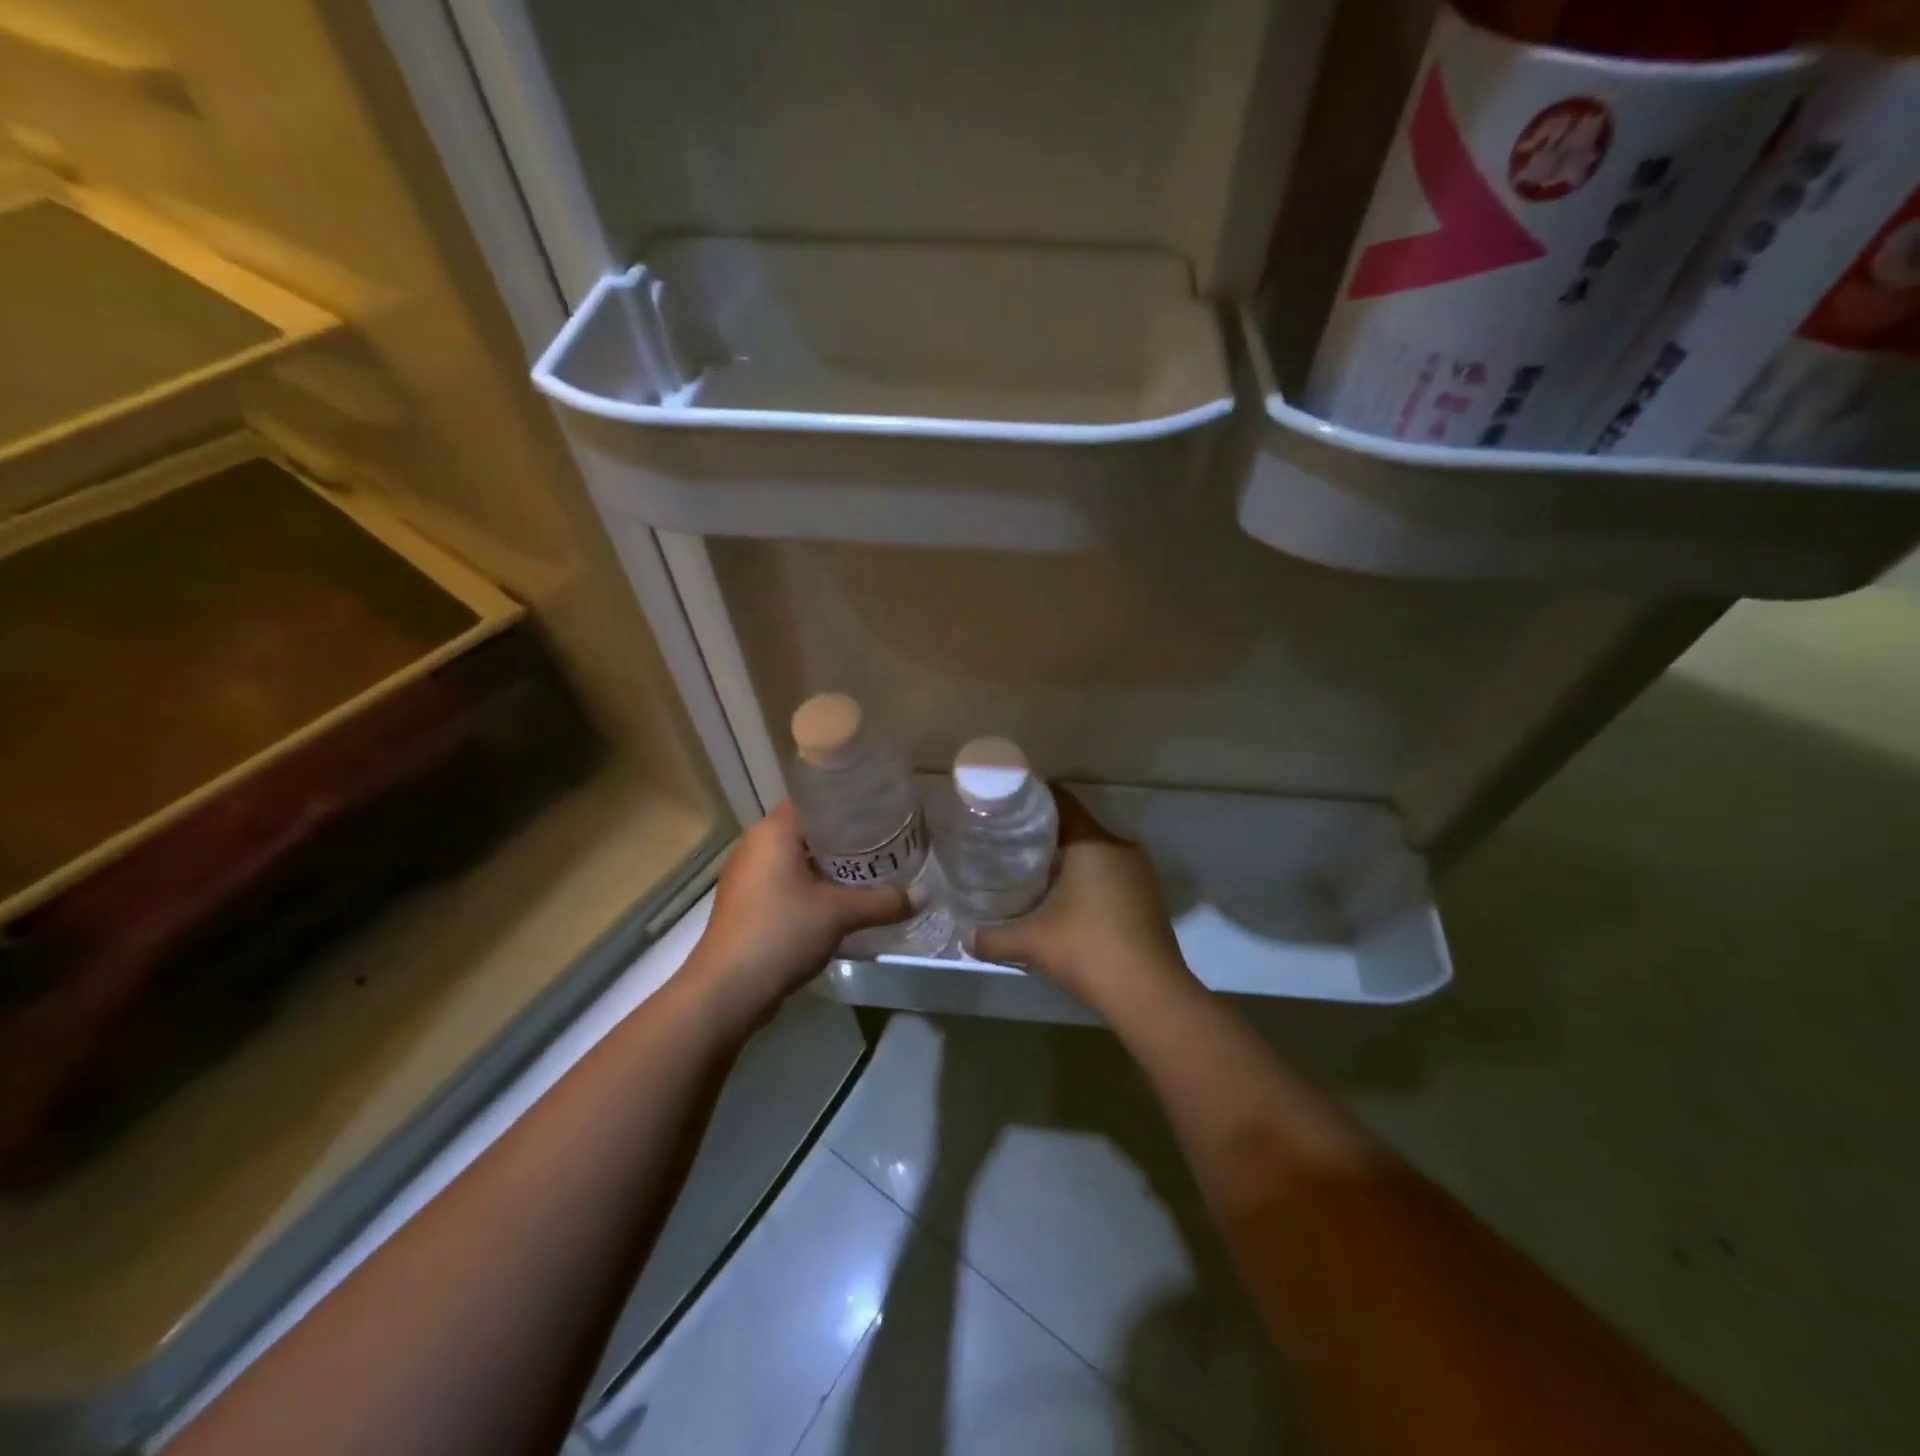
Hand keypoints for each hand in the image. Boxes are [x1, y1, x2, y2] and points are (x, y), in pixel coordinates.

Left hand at [685, 800, 907, 1029]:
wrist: (727, 991)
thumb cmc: (781, 932)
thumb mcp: (840, 914)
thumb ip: (884, 901)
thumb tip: (925, 895)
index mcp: (773, 831)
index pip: (814, 798)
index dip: (847, 801)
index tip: (879, 808)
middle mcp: (756, 845)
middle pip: (808, 829)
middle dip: (845, 837)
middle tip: (884, 840)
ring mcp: (748, 876)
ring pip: (797, 858)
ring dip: (829, 864)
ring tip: (869, 869)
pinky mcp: (748, 903)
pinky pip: (787, 881)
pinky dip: (812, 885)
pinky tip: (840, 900)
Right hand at [974, 789, 1196, 1014]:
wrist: (1150, 995)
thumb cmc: (1088, 950)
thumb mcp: (1031, 943)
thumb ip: (993, 938)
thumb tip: (966, 938)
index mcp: (1093, 842)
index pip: (1061, 801)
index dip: (1032, 800)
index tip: (1005, 808)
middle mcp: (1120, 848)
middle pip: (1077, 827)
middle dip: (1044, 834)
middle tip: (1009, 845)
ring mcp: (1139, 874)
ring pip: (1095, 853)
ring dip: (1068, 861)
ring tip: (1032, 873)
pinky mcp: (1148, 898)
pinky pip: (1111, 874)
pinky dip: (1087, 880)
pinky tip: (1065, 903)